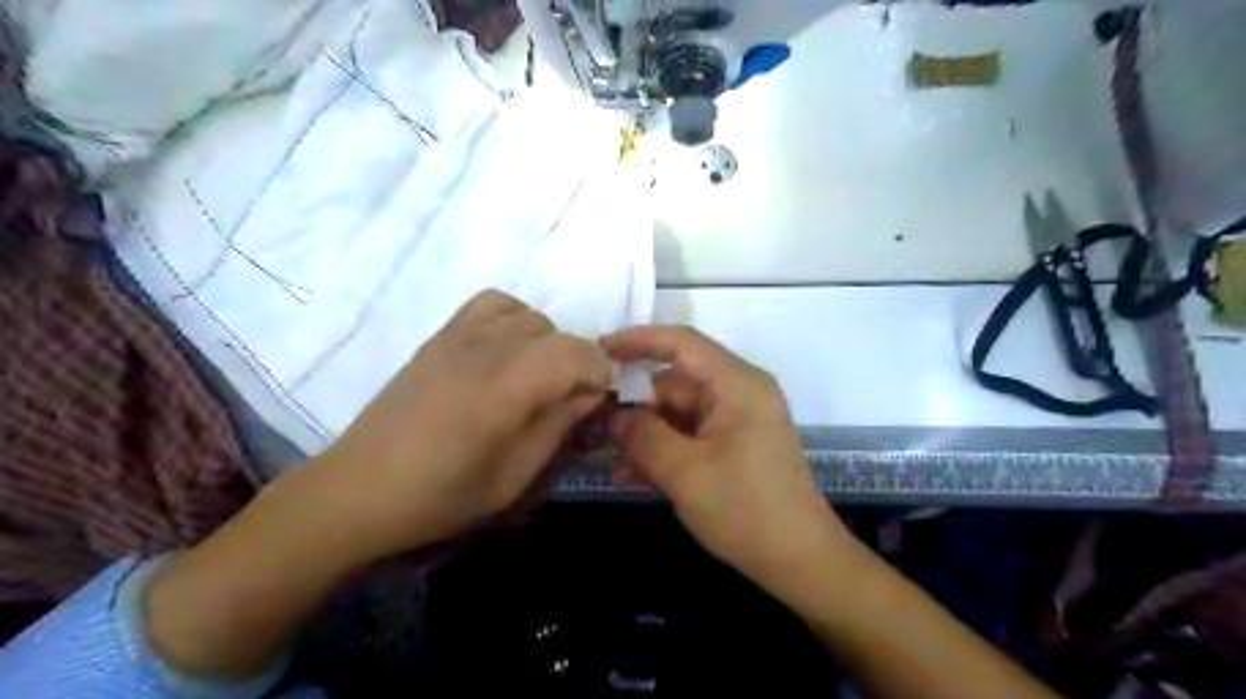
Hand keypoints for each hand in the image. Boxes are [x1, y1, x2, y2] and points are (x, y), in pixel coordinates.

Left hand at [307, 291, 608, 561]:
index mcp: (507, 386)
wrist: (360, 488)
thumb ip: (559, 426)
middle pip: (558, 334)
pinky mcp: (442, 335)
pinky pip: (493, 304)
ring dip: (548, 343)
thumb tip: (593, 393)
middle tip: (570, 401)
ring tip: (538, 378)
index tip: (602, 401)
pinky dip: (515, 320)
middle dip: (578, 364)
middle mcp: (487, 347)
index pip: (578, 354)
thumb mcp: (514, 477)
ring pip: (530, 316)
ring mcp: (460, 334)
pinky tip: (508, 352)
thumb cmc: (441, 495)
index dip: (601, 373)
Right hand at [603, 329, 858, 594]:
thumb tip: (613, 414)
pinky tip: (638, 472)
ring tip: (615, 459)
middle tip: (596, 424)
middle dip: (637, 403)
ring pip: (679, 410)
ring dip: (648, 432)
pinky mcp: (735, 442)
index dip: (637, 340)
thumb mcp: (684, 471)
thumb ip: (642, 435)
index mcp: (737, 384)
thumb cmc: (745, 509)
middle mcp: (739, 391)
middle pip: (676, 381)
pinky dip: (665, 446)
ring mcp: (738, 418)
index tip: (598, 351)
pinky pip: (691, 431)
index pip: (682, 342)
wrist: (799, 560)